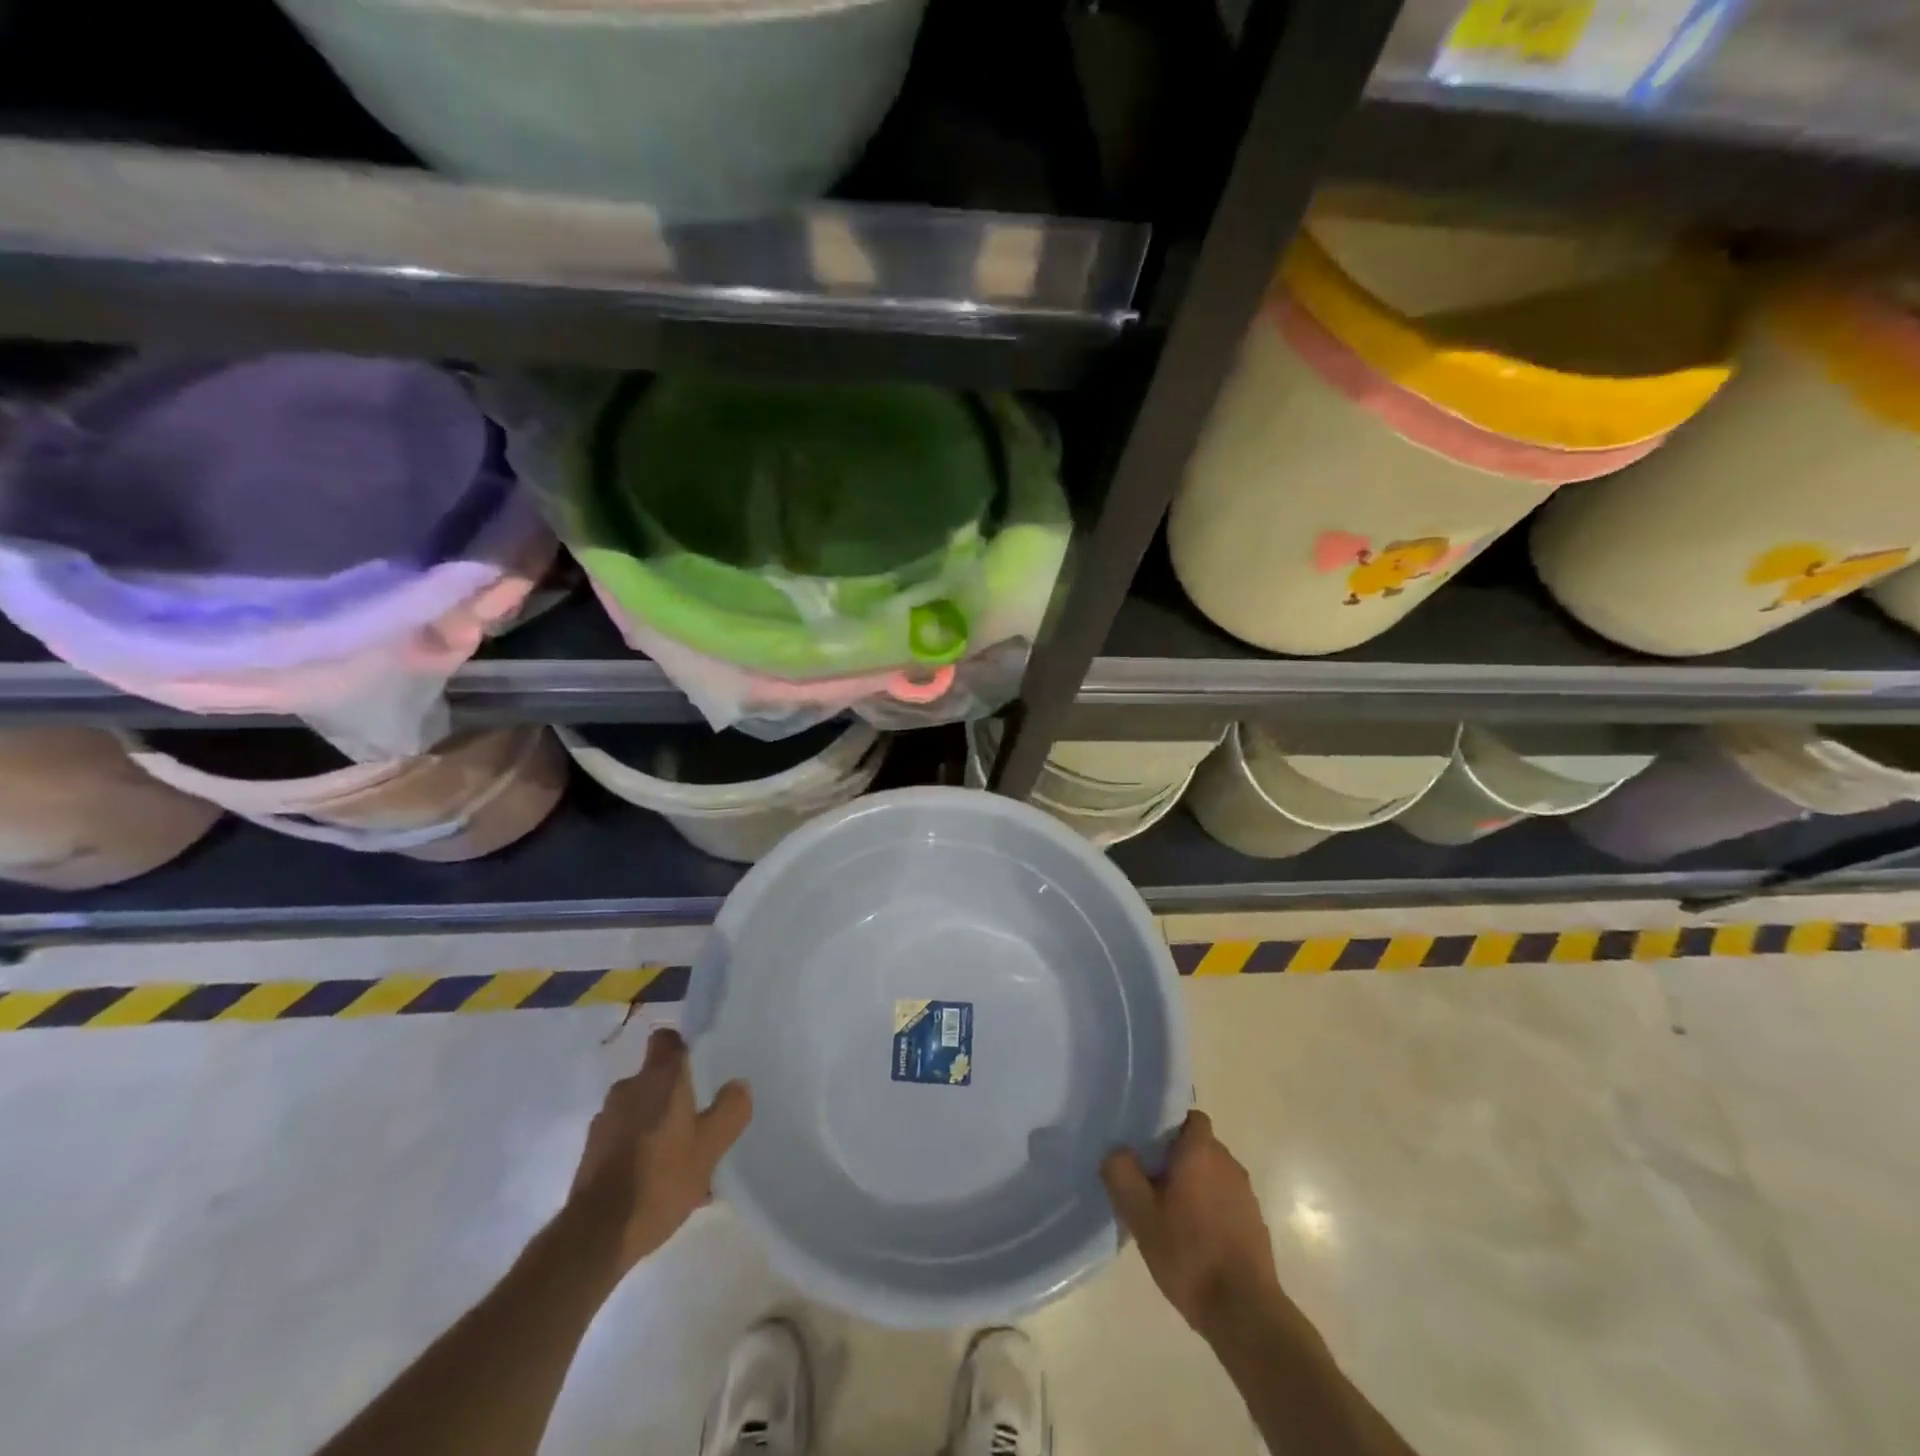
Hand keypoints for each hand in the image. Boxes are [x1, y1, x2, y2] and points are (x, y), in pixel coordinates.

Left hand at [568, 1028, 751, 1272]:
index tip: (701, 1065)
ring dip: (659, 1126)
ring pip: (641, 1111)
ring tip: (682, 1161)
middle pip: (656, 1079)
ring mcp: (605, 1121)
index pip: (668, 1039)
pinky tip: (658, 1183)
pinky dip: (641, 1149)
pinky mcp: (591, 1151)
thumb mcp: (710, 1147)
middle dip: (676, 1097)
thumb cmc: (660, 1180)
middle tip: (700, 1122)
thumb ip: (730, 1110)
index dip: (684, 1047)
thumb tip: (738, 1085)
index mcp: (659, 1079)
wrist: (596, 1235)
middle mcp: (629, 1089)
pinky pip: (625, 1138)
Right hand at [1101, 1111, 1281, 1339]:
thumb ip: (1121, 1174)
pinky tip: (1194, 1238)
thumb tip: (1115, 1151)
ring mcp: (1246, 1194)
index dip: (1167, 1126)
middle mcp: (1228, 1163)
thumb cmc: (1189, 1254)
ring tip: (1169, 1213)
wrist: (1245, 1312)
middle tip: (1149, 1182)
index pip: (1188, 1117)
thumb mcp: (1140, 1215)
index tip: (1147, 1146)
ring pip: (1213, 1174)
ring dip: (1194, 1185)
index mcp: (1201, 1151)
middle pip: (1198, 1145)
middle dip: (1176, 1158)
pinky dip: (1210, 1209)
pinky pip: (1226, 1201)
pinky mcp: (1255, 1223)